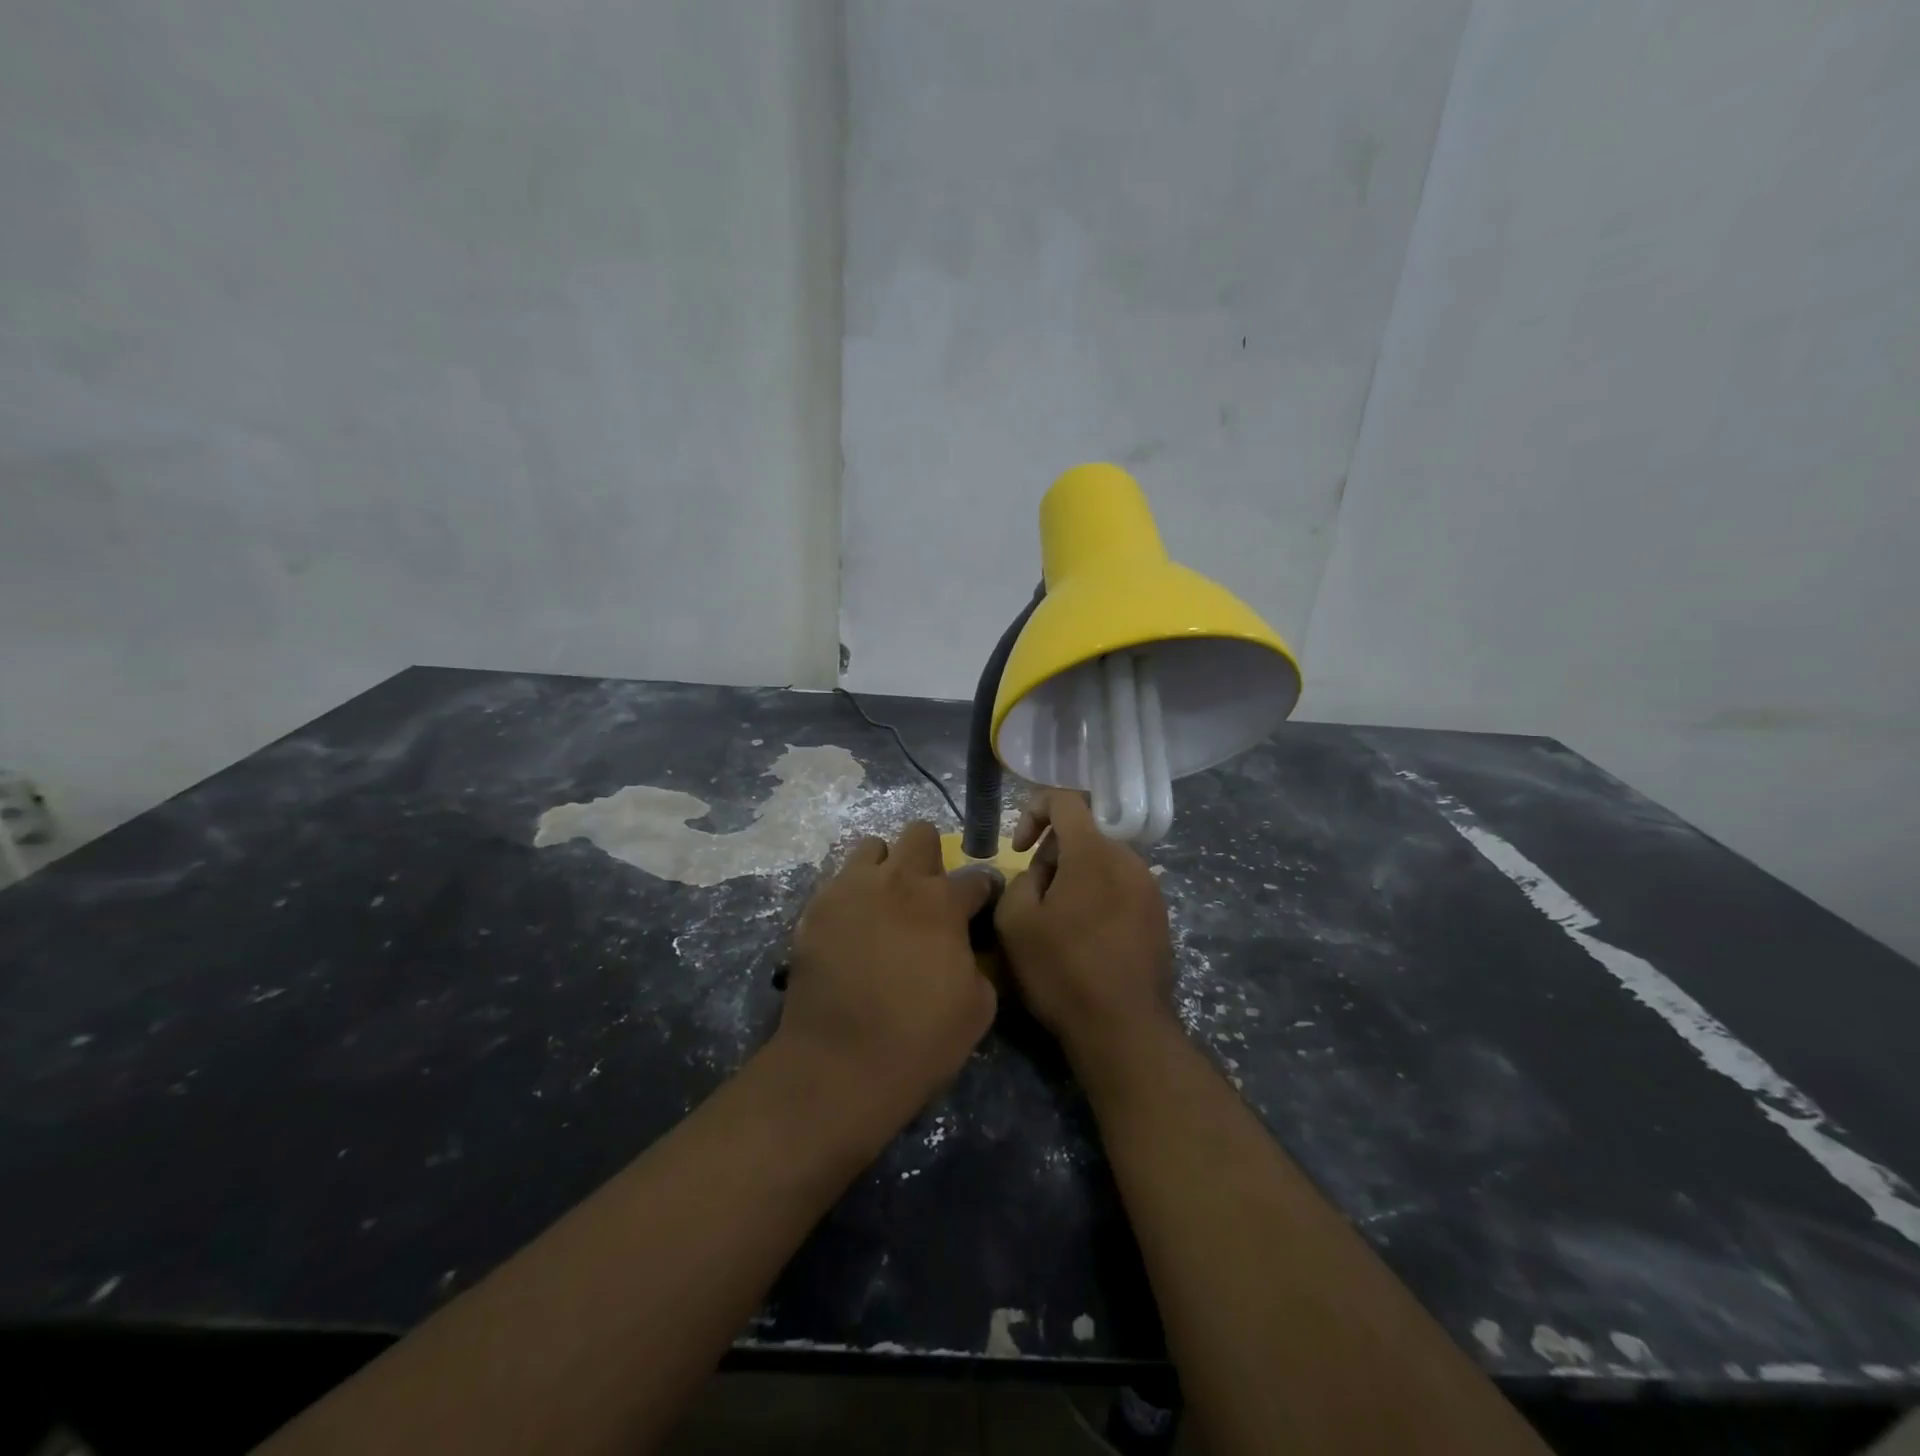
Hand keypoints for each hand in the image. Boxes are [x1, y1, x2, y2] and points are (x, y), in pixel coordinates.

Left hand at [777, 821, 998, 1131]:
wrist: (840, 1064)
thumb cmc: (920, 1039)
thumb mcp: (979, 1006)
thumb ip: (977, 961)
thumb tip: (964, 948)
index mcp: (943, 902)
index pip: (976, 878)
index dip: (982, 894)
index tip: (978, 909)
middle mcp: (898, 881)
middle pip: (920, 834)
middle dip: (929, 857)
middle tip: (925, 894)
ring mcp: (851, 888)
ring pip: (871, 847)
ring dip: (884, 868)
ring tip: (882, 903)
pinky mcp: (816, 907)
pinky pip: (837, 882)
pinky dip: (850, 897)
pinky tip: (850, 929)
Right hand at [995, 791, 1175, 1059]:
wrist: (1124, 1029)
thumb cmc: (1063, 971)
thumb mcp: (1015, 922)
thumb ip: (1020, 879)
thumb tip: (1040, 875)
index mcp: (1094, 851)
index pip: (1065, 799)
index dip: (1033, 811)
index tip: (1019, 848)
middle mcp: (1129, 858)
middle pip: (1084, 832)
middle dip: (1053, 853)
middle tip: (1035, 895)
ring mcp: (1150, 887)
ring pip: (1103, 860)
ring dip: (1075, 876)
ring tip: (1059, 920)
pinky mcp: (1159, 914)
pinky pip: (1121, 886)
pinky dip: (1098, 895)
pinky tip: (1086, 937)